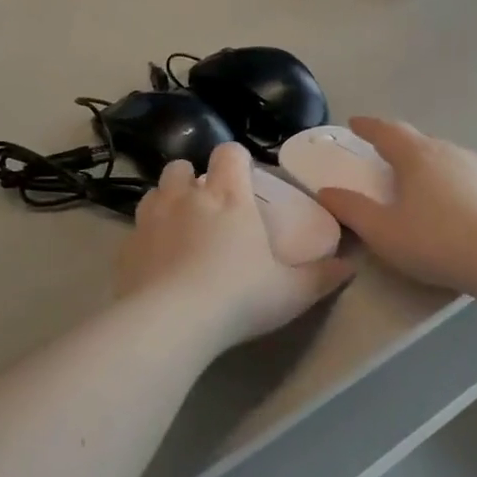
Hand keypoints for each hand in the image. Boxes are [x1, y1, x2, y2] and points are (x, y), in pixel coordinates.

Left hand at [116, 144, 352, 351]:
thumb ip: (322, 276)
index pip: (229, 153)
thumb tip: (350, 266)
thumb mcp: (293, 292)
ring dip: (166, 201)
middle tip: (207, 205)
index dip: (236, 158)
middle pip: (182, 167)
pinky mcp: (126, 248)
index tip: (244, 176)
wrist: (171, 323)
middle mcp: (186, 198)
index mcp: (229, 197)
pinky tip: (156, 261)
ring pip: (154, 192)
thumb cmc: (240, 297)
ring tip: (178, 227)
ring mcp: (150, 220)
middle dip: (193, 178)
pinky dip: (146, 237)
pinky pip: (135, 230)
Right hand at [311, 118, 476, 293]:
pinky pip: (466, 177)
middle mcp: (449, 152)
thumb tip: (326, 192)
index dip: (368, 127)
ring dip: (427, 164)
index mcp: (417, 156)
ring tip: (418, 181)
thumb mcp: (383, 231)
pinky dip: (451, 183)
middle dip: (399, 145)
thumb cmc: (435, 241)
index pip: (387, 131)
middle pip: (418, 141)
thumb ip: (352, 210)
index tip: (355, 123)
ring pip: (446, 157)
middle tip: (384, 155)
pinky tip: (452, 204)